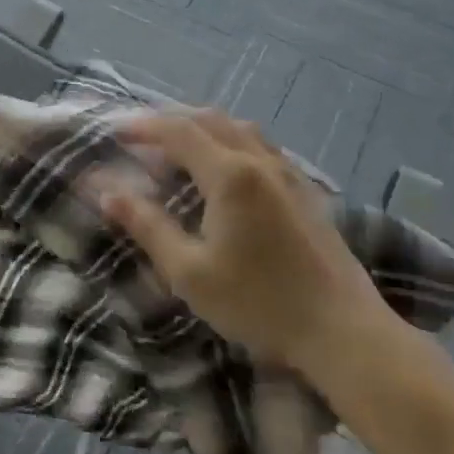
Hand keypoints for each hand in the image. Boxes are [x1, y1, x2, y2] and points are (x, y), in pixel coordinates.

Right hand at [102, 111, 396, 374]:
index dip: (142, 127)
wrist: (345, 333)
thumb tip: (108, 193)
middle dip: (170, 121)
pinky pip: (261, 145)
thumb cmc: (259, 303)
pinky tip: (225, 169)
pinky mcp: (306, 191)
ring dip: (203, 127)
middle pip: (209, 120)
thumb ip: (147, 226)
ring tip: (179, 147)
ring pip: (239, 128)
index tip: (115, 133)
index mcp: (229, 175)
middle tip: (142, 137)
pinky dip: (230, 141)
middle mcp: (259, 161)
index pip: (177, 131)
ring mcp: (288, 174)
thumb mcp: (189, 271)